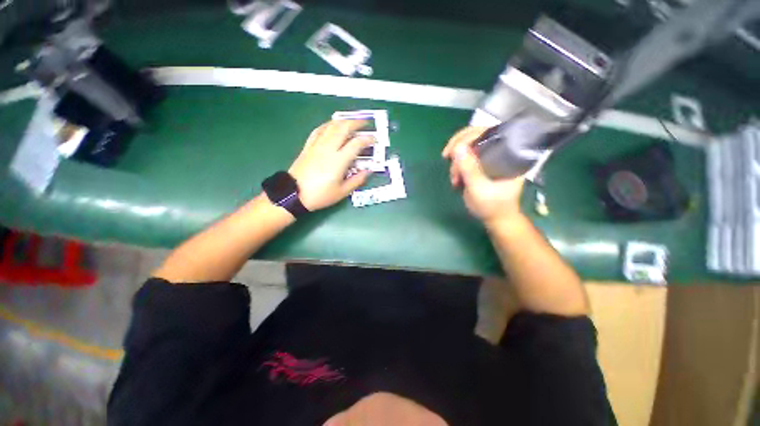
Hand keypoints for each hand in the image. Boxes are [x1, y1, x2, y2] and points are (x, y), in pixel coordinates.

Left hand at [288, 120, 373, 210]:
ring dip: (343, 121)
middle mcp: (328, 148)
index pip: (356, 143)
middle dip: (356, 123)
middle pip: (343, 128)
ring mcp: (317, 145)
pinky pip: (318, 130)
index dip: (367, 139)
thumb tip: (368, 171)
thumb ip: (357, 180)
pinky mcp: (308, 146)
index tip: (374, 139)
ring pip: (331, 126)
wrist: (293, 194)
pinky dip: (327, 125)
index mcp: (339, 160)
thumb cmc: (320, 195)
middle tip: (365, 123)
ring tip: (351, 122)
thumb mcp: (342, 192)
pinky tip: (332, 125)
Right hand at [442, 127, 524, 223]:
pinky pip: (466, 157)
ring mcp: (491, 157)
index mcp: (509, 153)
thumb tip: (457, 148)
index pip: (488, 132)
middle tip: (446, 158)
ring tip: (455, 180)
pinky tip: (457, 178)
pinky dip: (457, 166)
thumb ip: (469, 169)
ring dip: (457, 162)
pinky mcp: (482, 164)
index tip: (451, 149)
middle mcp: (501, 151)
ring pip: (468, 147)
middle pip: (476, 136)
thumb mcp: (479, 189)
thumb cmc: (492, 206)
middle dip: (458, 149)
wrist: (496, 218)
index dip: (467, 136)